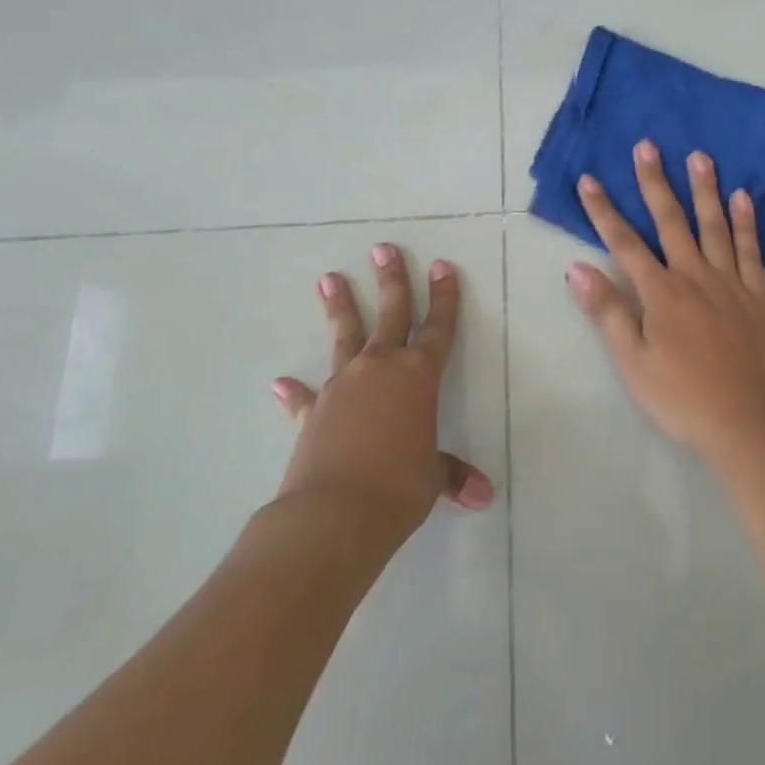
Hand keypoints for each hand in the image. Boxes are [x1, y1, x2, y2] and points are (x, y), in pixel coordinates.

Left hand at [270, 244, 494, 549]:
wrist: (333, 515)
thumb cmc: (398, 488)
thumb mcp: (431, 478)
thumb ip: (452, 475)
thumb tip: (483, 496)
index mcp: (418, 376)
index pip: (438, 327)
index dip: (444, 297)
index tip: (442, 266)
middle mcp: (380, 369)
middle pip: (390, 314)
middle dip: (391, 280)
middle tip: (382, 249)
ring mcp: (342, 386)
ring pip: (345, 337)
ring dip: (340, 307)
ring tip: (329, 278)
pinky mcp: (312, 412)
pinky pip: (304, 397)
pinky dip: (295, 391)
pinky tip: (281, 382)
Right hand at [566, 140, 764, 468]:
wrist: (750, 424)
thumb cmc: (683, 398)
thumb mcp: (633, 363)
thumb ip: (607, 312)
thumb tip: (576, 268)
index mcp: (661, 293)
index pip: (624, 242)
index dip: (603, 210)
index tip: (589, 179)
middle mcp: (695, 276)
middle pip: (671, 220)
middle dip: (655, 182)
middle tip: (648, 145)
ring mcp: (730, 283)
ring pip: (715, 226)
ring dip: (704, 189)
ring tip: (699, 156)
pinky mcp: (758, 297)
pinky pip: (751, 250)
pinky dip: (746, 222)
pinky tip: (742, 198)